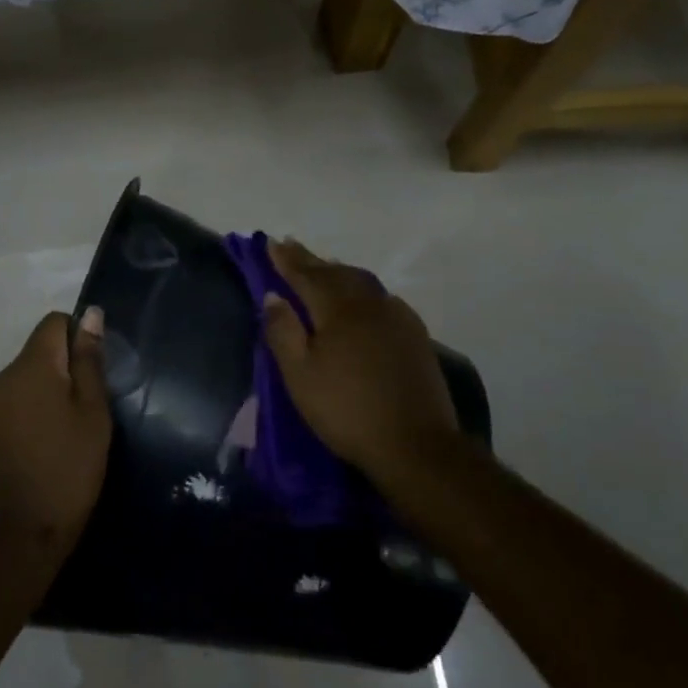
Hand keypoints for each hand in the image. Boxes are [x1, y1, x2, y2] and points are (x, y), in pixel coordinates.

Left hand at [0, 309, 112, 552]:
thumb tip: (89, 313)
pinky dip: (34, 410)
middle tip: (91, 405)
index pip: (54, 322)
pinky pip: (15, 402)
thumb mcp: (92, 411)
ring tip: (72, 428)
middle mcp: (4, 376)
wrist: (21, 533)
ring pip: (27, 378)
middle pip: (40, 349)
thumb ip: (89, 360)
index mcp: (31, 365)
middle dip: (66, 366)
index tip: (96, 371)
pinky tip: (48, 444)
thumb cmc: (69, 467)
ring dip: (50, 389)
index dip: (79, 336)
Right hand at [262, 239, 457, 487]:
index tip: (271, 242)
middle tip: (291, 246)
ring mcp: (397, 318)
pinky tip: (363, 298)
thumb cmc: (347, 411)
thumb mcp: (300, 376)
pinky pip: (381, 299)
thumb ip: (283, 332)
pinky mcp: (415, 335)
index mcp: (338, 310)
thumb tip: (273, 296)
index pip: (306, 276)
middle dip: (311, 260)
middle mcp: (369, 304)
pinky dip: (362, 290)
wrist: (416, 445)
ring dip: (337, 272)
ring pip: (361, 283)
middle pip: (335, 274)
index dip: (287, 260)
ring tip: (323, 266)